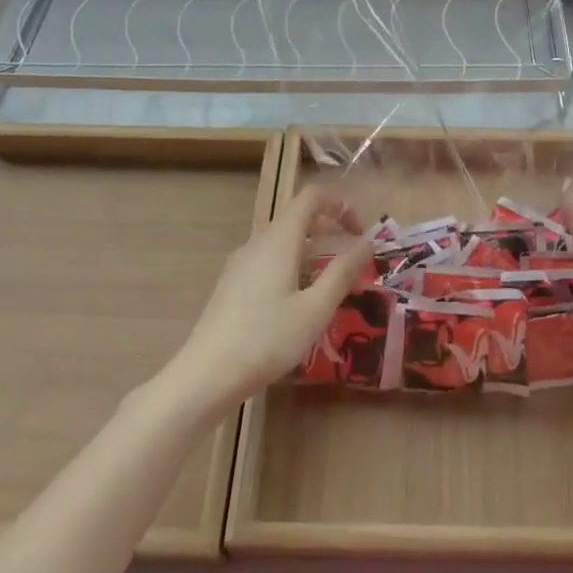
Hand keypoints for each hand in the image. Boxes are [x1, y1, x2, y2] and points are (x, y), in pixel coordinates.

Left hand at [167, 185, 371, 409]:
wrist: (206, 375)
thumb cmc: (267, 339)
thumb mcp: (315, 308)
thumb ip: (342, 272)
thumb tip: (367, 243)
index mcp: (279, 239)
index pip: (311, 197)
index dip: (340, 205)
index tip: (360, 233)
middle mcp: (258, 242)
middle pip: (298, 217)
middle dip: (330, 231)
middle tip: (354, 262)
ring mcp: (241, 263)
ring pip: (283, 241)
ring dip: (313, 252)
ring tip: (332, 286)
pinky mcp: (232, 284)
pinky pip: (269, 260)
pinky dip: (293, 266)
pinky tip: (300, 303)